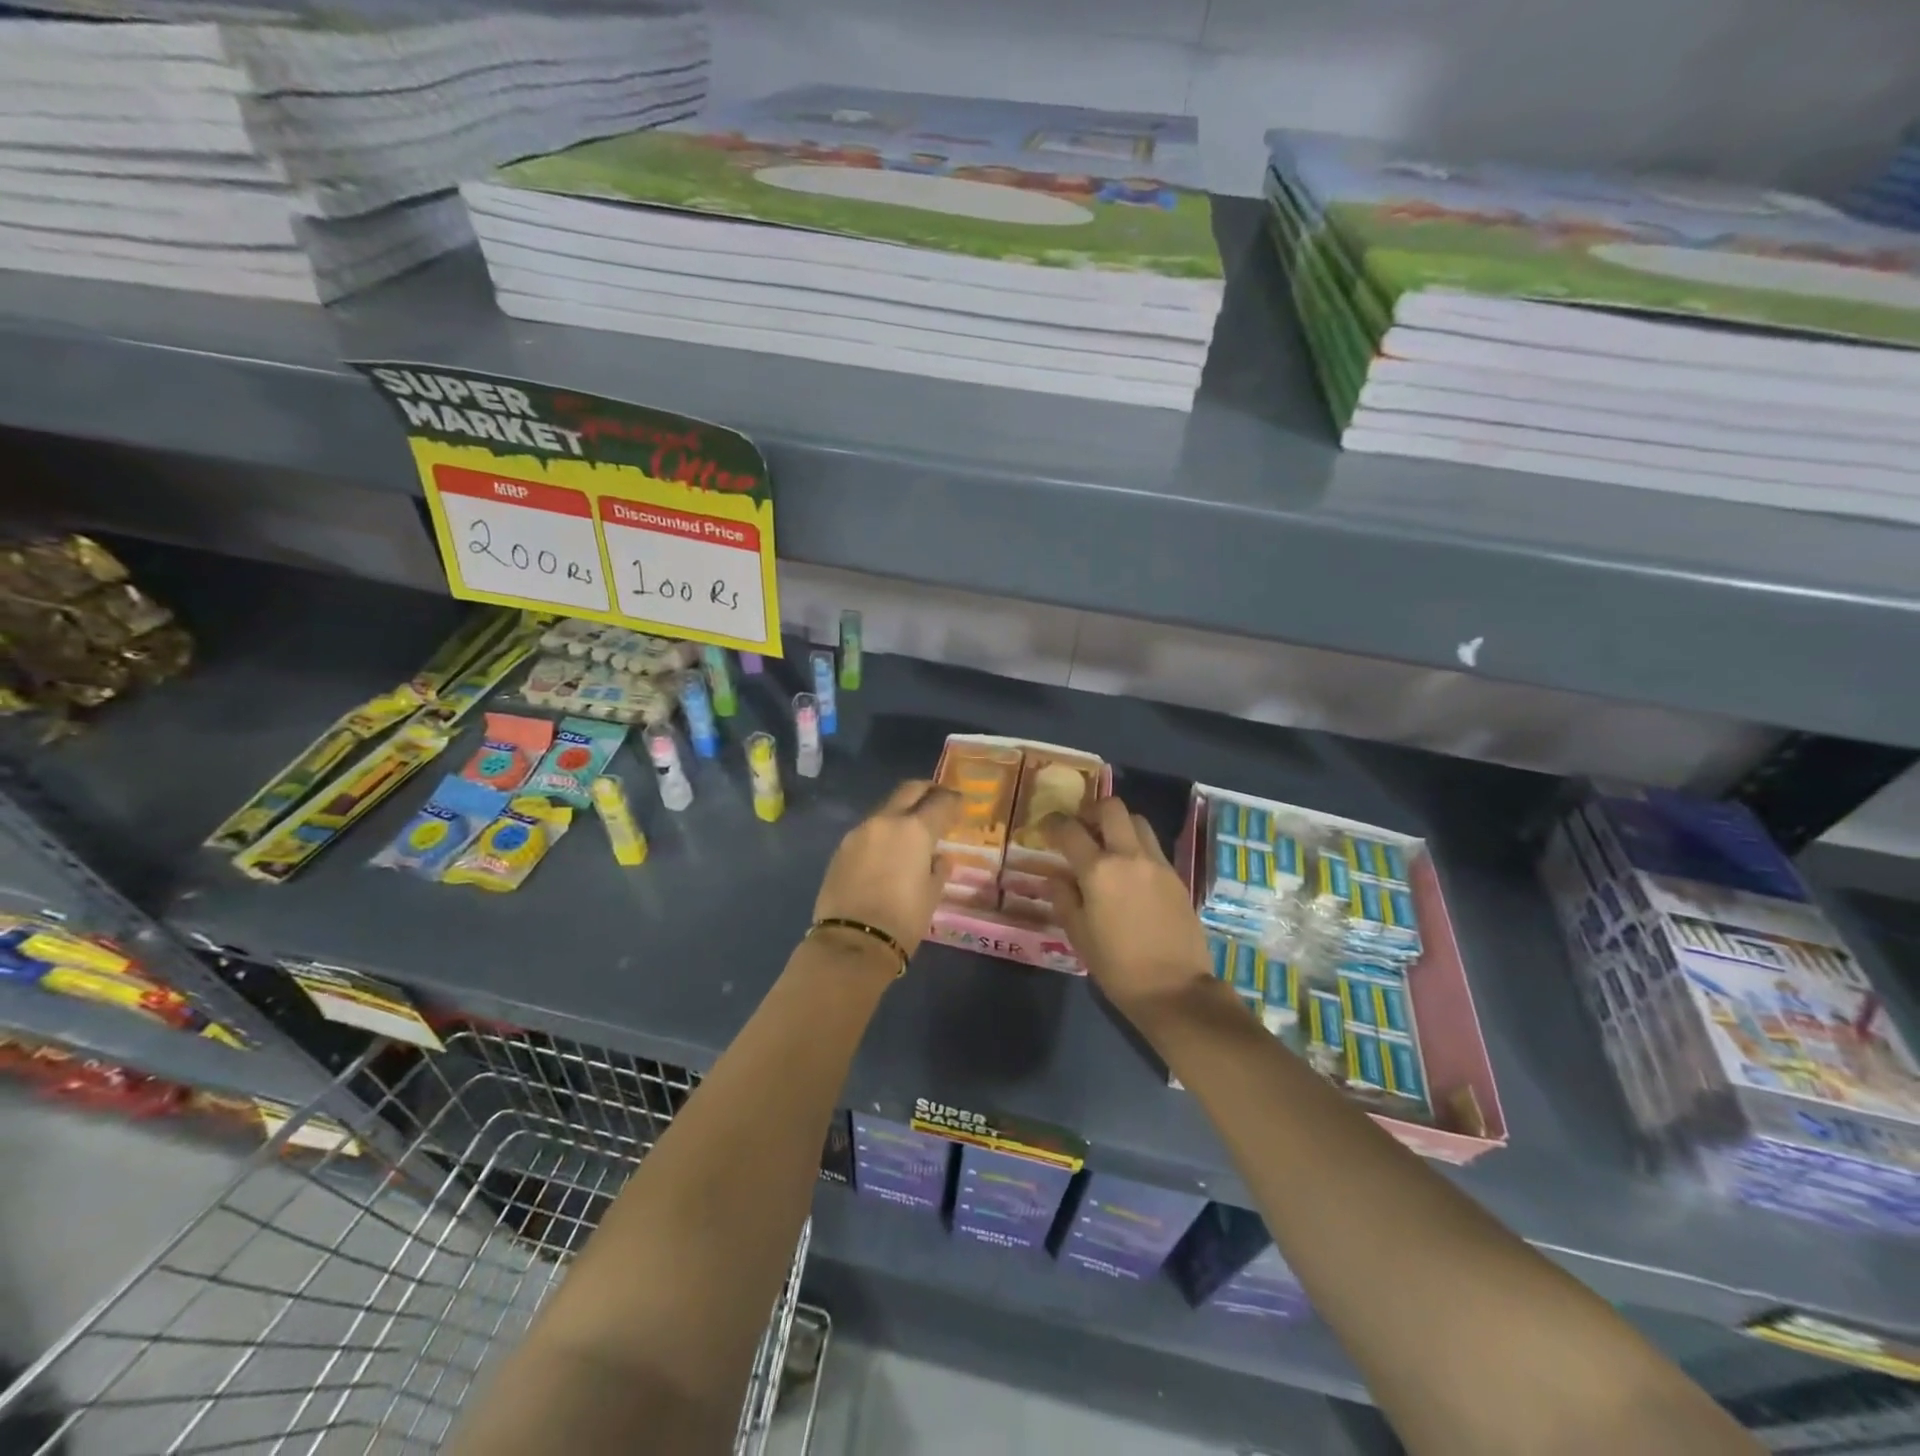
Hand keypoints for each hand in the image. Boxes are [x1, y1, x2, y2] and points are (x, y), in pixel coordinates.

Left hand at [813, 779, 959, 959]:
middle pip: (909, 790)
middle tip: (938, 800)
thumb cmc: (903, 920)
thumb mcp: (932, 894)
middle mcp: (885, 821)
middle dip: (926, 791)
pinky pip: (868, 830)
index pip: (940, 802)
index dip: (953, 801)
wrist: (852, 942)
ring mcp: (859, 832)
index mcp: (915, 829)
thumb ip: (938, 869)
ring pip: (886, 808)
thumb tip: (939, 858)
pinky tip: (888, 850)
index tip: (960, 805)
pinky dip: (883, 832)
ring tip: (912, 830)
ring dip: (902, 811)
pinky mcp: (841, 848)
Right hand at [1044, 798, 1211, 1020]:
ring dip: (1118, 825)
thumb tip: (1057, 877)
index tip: (1046, 828)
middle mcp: (1129, 856)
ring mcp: (1157, 863)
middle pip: (1111, 808)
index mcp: (1098, 871)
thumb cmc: (1117, 966)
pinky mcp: (1176, 876)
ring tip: (1107, 847)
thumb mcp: (1079, 935)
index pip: (1069, 829)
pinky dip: (1136, 847)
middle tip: (1081, 828)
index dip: (1053, 823)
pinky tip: (1128, 872)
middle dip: (1091, 811)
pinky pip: (1152, 846)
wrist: (1175, 989)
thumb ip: (1064, 898)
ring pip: (1137, 821)